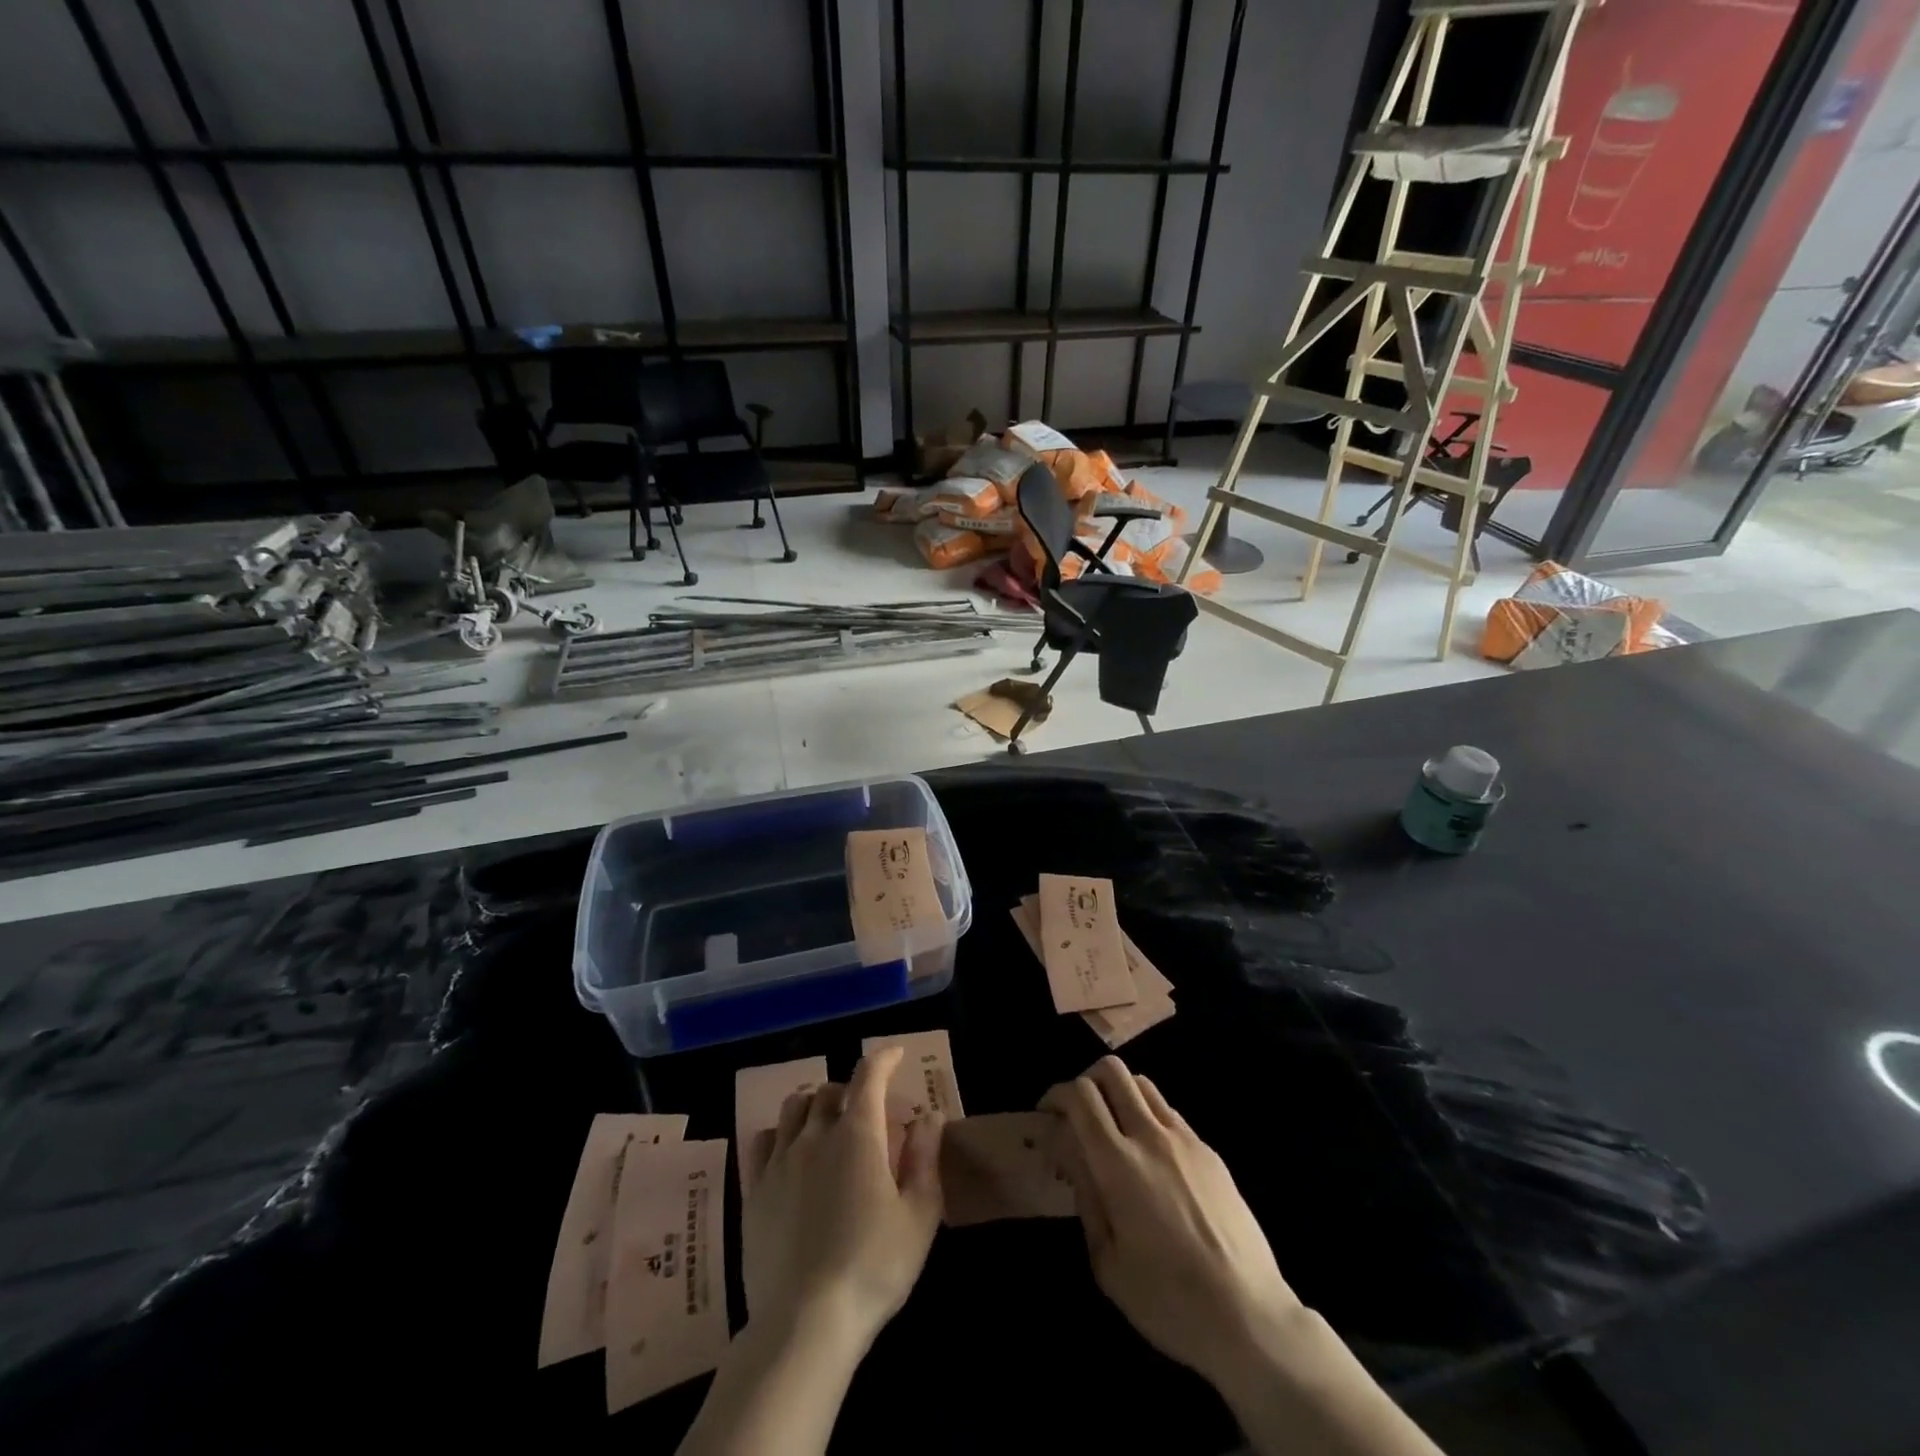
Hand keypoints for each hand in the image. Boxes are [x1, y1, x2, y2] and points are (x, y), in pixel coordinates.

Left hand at [742, 1047, 943, 1346]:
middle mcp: (816, 1135)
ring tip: (826, 1122)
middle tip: (867, 1111)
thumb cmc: (873, 1266)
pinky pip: (762, 1141)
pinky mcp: (754, 1190)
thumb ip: (925, 1158)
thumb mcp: (918, 1215)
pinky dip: (781, 1133)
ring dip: (814, 1104)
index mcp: (858, 1135)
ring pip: (794, 1108)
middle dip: (851, 1090)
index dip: (883, 1058)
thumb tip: (929, 1115)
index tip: (895, 1055)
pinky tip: (789, 1151)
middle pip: (830, 1090)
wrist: (804, 1322)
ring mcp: (780, 1161)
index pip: (868, 1075)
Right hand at [1041, 1057, 1307, 1389]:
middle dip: (1085, 1081)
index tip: (1047, 1117)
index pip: (1080, 1095)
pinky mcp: (1210, 1151)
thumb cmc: (1168, 1301)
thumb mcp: (1107, 1262)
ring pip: (1142, 1084)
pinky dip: (1148, 1117)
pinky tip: (1150, 1158)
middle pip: (1112, 1070)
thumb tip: (1071, 1158)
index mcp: (1118, 1164)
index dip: (1056, 1095)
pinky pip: (1169, 1113)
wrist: (1250, 1317)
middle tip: (1077, 1114)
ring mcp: (1185, 1139)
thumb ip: (1085, 1199)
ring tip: (1113, 1130)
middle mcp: (1150, 1136)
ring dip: (1118, 1094)